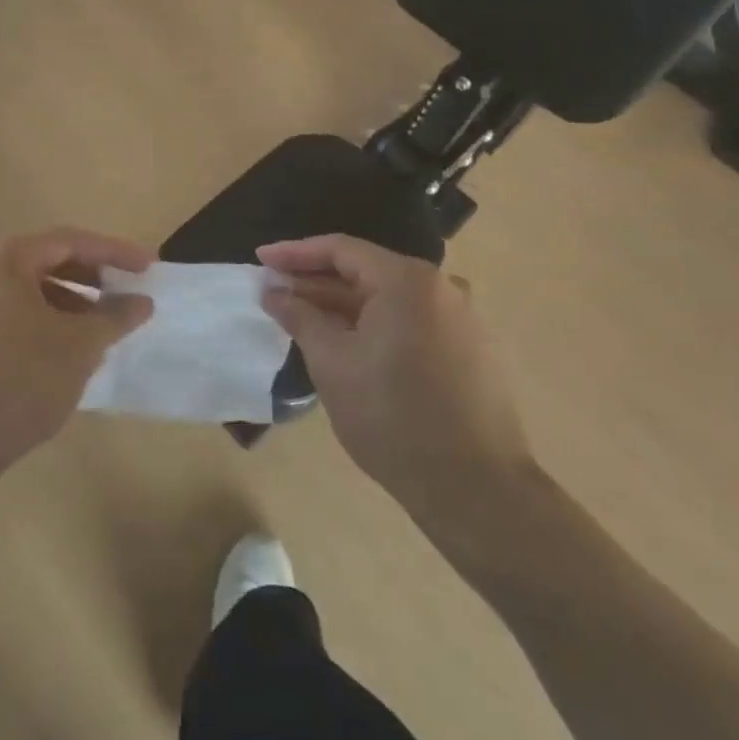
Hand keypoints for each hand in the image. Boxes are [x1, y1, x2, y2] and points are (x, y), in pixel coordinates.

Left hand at [0, 229, 154, 480]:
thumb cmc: (23, 379)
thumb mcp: (80, 344)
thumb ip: (115, 315)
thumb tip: (143, 301)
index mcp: (6, 259)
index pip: (70, 241)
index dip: (114, 252)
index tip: (149, 266)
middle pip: (49, 260)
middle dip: (93, 275)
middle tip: (128, 291)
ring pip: (34, 289)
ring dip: (74, 300)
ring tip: (106, 324)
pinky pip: (18, 312)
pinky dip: (50, 319)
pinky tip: (73, 347)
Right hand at [259, 235, 534, 524]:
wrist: (476, 490)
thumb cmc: (393, 418)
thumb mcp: (332, 363)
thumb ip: (300, 317)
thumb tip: (274, 293)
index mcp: (407, 280)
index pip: (340, 249)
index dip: (295, 253)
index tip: (261, 260)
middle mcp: (440, 287)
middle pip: (366, 271)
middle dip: (316, 281)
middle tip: (274, 291)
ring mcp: (461, 319)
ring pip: (388, 299)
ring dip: (343, 305)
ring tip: (303, 318)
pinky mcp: (470, 349)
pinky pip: (410, 321)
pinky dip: (373, 324)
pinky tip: (347, 343)